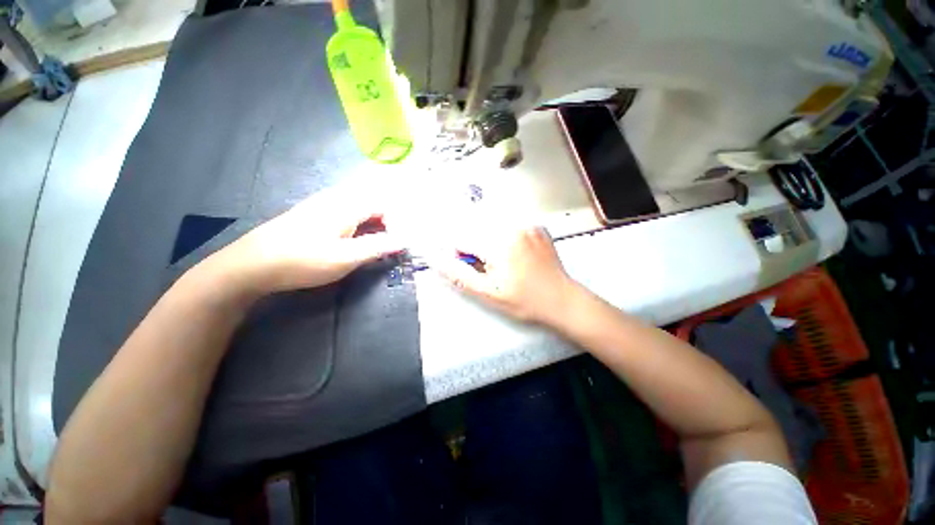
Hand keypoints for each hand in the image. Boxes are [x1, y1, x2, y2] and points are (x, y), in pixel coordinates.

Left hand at [210, 186, 403, 293]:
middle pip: (372, 202)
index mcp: (347, 205)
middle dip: (385, 222)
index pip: (383, 204)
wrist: (252, 264)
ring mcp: (321, 203)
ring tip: (372, 244)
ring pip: (358, 206)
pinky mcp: (312, 212)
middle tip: (387, 245)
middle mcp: (336, 198)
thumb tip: (404, 241)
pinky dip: (357, 223)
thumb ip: (378, 247)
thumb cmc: (303, 260)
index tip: (394, 244)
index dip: (395, 223)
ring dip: (371, 223)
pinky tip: (349, 239)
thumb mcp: (346, 258)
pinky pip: (344, 210)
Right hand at [437, 227, 578, 325]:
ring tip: (504, 262)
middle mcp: (512, 227)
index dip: (461, 254)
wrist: (561, 300)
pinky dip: (505, 237)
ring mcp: (527, 224)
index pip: (462, 238)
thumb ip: (459, 273)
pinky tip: (515, 255)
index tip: (472, 266)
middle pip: (476, 229)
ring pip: (492, 225)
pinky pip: (510, 225)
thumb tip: (436, 259)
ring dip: (489, 241)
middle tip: (491, 267)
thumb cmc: (526, 300)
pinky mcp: (536, 226)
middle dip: (475, 247)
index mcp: (498, 243)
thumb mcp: (488, 292)